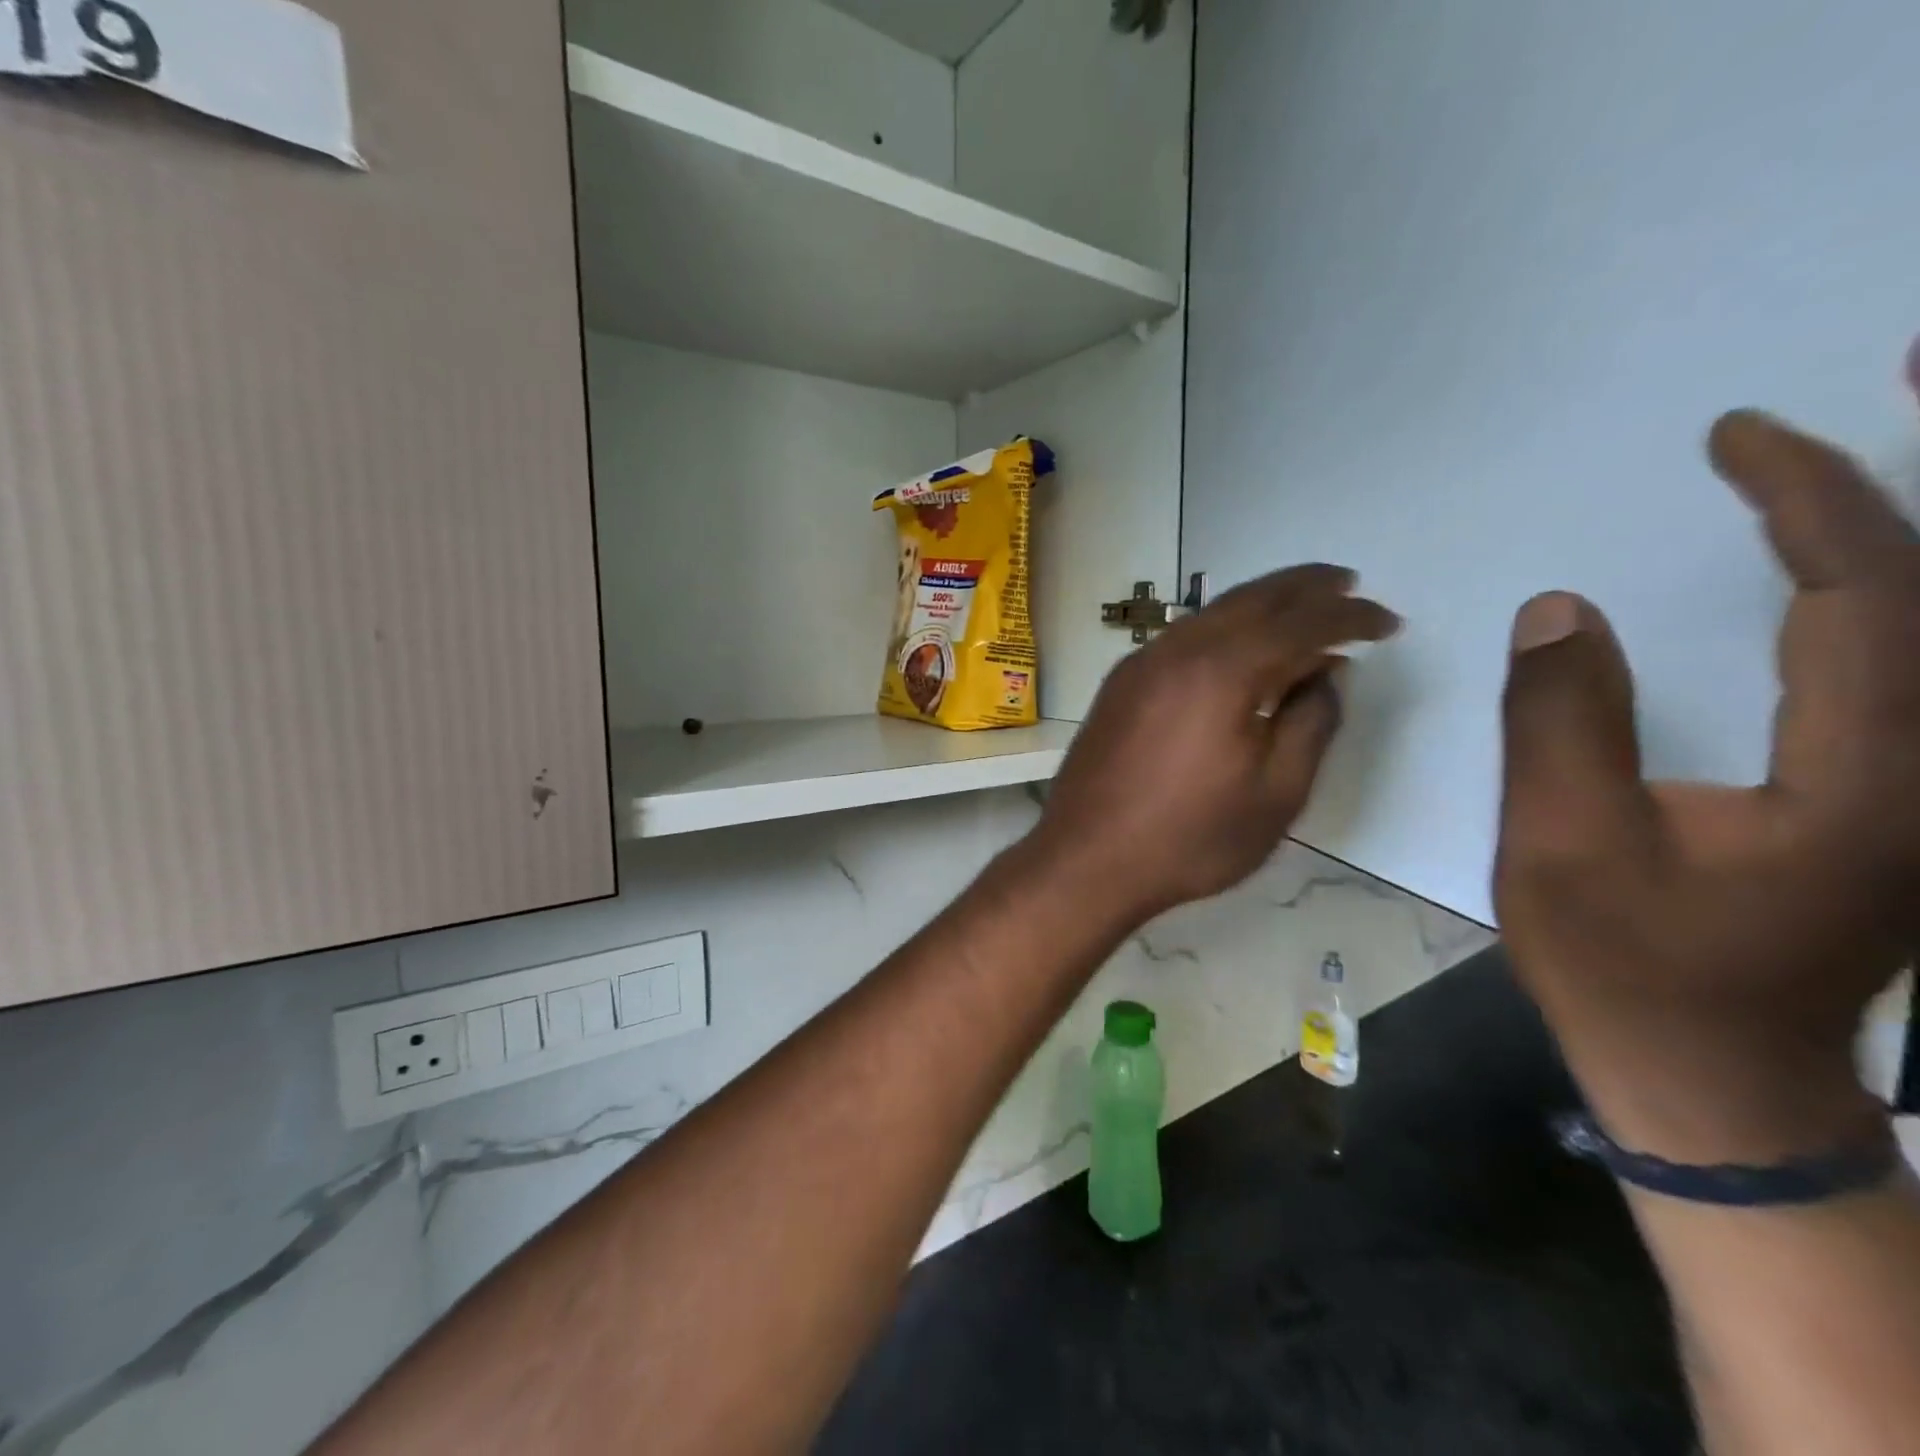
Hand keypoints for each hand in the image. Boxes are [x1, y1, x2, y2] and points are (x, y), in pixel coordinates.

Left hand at [1028, 564, 1398, 924]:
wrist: (1086, 858)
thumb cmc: (1189, 838)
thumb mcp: (1276, 793)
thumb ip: (1311, 724)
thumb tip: (1327, 674)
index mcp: (1222, 670)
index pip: (1301, 624)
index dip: (1350, 618)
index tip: (1388, 623)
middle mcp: (1178, 650)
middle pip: (1252, 599)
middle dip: (1305, 587)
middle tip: (1348, 584)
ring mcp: (1141, 664)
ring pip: (1212, 614)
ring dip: (1261, 604)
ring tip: (1302, 610)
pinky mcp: (1120, 684)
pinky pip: (1183, 637)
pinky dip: (1222, 630)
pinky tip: (1239, 651)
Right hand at [1496, 410, 1919, 1162]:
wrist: (1708, 1072)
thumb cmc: (1626, 966)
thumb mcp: (1560, 847)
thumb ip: (1559, 724)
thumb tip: (1561, 607)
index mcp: (1872, 779)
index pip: (1868, 595)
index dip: (1813, 499)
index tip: (1737, 437)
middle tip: (1904, 366)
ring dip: (1913, 531)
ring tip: (1882, 438)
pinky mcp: (1901, 796)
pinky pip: (1906, 664)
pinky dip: (1884, 594)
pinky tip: (1845, 568)